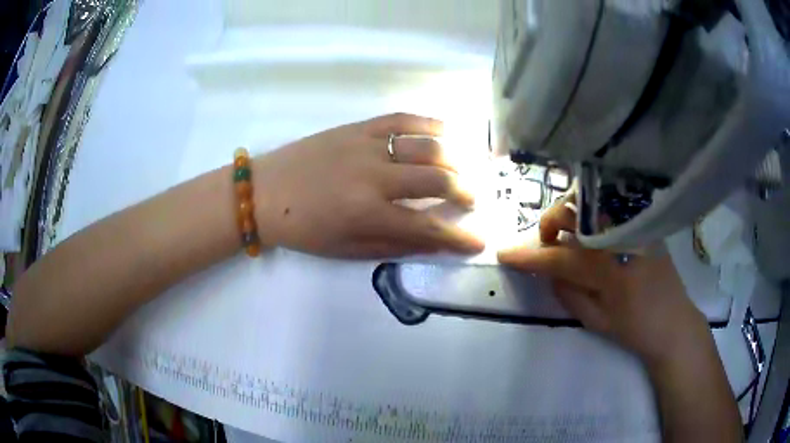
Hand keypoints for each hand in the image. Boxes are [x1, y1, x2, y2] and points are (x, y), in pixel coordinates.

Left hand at [251, 113, 484, 258]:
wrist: (264, 192)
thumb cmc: (303, 230)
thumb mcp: (347, 249)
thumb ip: (395, 244)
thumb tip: (437, 243)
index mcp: (368, 213)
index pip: (429, 226)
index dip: (460, 237)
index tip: (479, 240)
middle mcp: (374, 176)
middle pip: (438, 179)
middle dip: (465, 192)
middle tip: (472, 200)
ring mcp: (367, 145)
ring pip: (427, 146)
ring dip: (456, 158)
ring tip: (466, 168)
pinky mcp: (357, 127)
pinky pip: (402, 119)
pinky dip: (429, 124)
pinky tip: (446, 131)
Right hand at [498, 195, 709, 365]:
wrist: (674, 322)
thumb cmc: (636, 329)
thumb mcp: (597, 322)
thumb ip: (568, 293)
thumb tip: (548, 270)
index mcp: (611, 268)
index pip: (560, 256)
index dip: (529, 256)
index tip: (505, 254)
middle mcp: (622, 237)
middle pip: (576, 213)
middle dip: (550, 223)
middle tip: (545, 243)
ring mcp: (635, 225)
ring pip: (591, 203)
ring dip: (569, 215)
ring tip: (566, 236)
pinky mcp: (643, 223)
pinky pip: (609, 208)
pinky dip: (590, 214)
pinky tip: (588, 232)